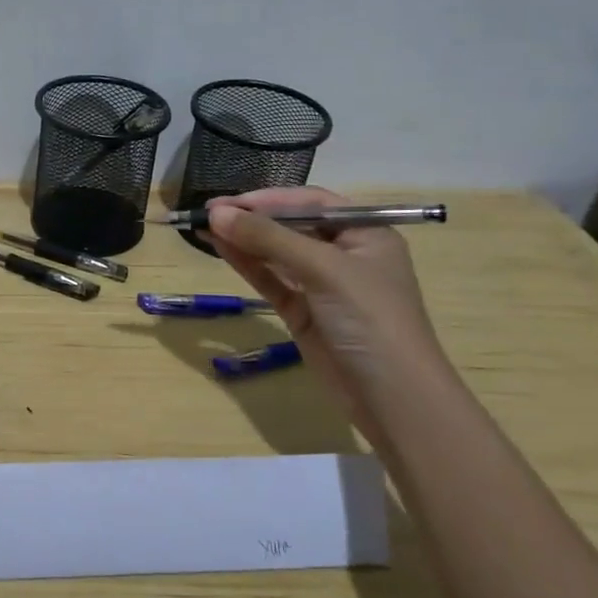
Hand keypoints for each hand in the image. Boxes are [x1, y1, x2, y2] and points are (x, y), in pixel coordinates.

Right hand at [207, 188, 451, 433]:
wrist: (393, 399)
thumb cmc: (370, 319)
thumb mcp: (324, 270)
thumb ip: (269, 239)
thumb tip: (216, 212)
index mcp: (365, 234)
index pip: (311, 203)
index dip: (269, 198)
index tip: (227, 201)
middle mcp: (344, 255)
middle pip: (291, 226)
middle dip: (252, 218)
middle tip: (208, 212)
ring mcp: (322, 286)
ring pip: (276, 253)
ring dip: (243, 240)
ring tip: (204, 227)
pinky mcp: (303, 313)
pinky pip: (271, 279)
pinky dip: (247, 264)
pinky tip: (221, 249)